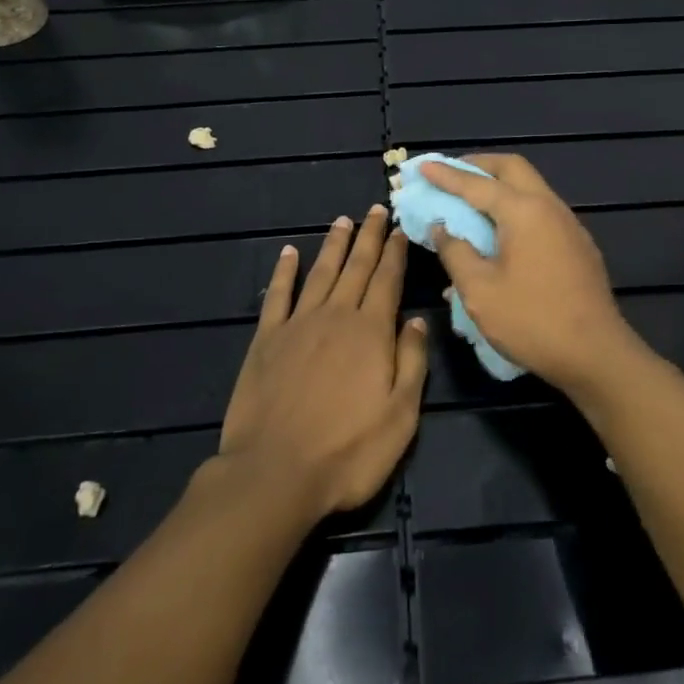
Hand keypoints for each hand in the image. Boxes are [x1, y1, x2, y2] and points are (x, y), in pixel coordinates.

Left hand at [219, 206, 428, 518]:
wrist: (274, 474)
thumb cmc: (347, 452)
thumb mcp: (400, 415)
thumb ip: (412, 362)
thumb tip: (418, 321)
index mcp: (371, 332)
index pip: (387, 279)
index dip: (394, 251)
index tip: (400, 227)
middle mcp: (335, 316)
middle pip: (356, 267)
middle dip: (368, 236)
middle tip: (376, 209)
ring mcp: (297, 325)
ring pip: (320, 273)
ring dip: (333, 245)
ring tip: (343, 221)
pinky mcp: (266, 340)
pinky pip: (278, 295)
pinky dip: (284, 271)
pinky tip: (289, 252)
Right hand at [420, 154, 640, 396]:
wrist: (596, 354)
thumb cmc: (532, 321)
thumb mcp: (480, 291)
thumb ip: (456, 252)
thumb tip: (443, 228)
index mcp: (523, 211)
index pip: (476, 184)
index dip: (446, 175)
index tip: (423, 166)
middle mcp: (549, 206)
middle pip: (512, 168)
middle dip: (479, 165)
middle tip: (452, 174)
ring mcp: (568, 223)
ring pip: (530, 187)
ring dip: (500, 185)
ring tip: (472, 200)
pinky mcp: (578, 243)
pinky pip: (541, 209)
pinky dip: (516, 206)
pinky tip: (502, 231)